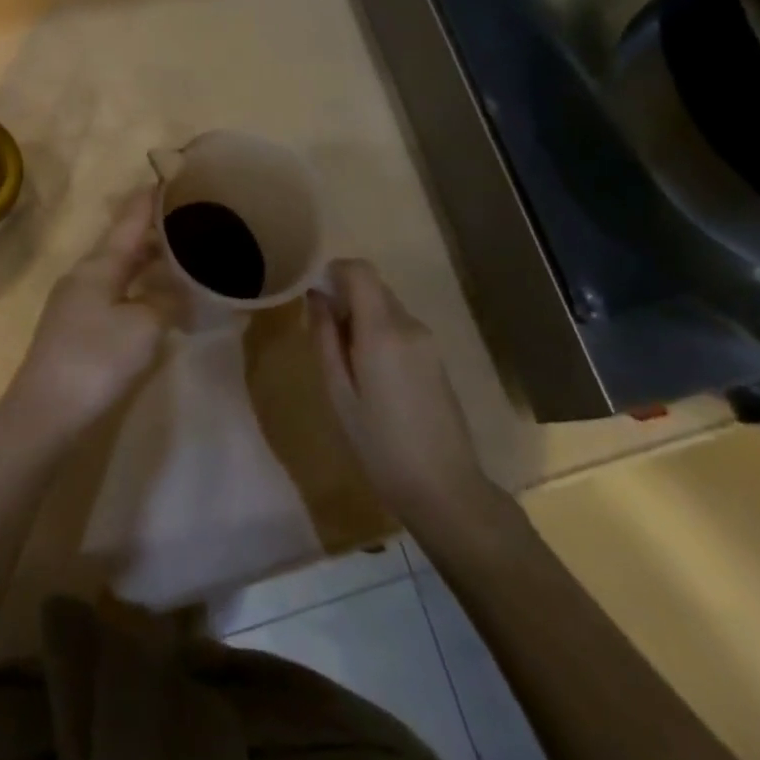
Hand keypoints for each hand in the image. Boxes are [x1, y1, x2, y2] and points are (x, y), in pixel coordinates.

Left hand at [4, 187, 165, 442]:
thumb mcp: (143, 327)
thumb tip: (181, 292)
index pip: (130, 218)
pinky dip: (139, 285)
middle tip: (192, 218)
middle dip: (156, 229)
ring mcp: (78, 301)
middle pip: (125, 242)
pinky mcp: (78, 327)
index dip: (152, 197)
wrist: (44, 413)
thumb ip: (167, 302)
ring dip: (148, 259)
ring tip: (182, 254)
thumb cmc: (95, 360)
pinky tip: (156, 297)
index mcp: (99, 264)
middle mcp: (86, 274)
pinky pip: (116, 291)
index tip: (174, 175)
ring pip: (120, 268)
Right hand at [312, 258, 499, 529]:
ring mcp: (428, 341)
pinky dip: (380, 334)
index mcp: (383, 330)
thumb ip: (325, 338)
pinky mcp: (436, 358)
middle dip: (345, 298)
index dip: (334, 271)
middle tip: (324, 336)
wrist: (444, 489)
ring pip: (387, 307)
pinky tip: (372, 377)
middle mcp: (409, 325)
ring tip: (346, 364)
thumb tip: (316, 297)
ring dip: (362, 318)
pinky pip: (400, 328)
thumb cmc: (380, 444)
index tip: (315, 295)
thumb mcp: (339, 393)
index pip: (360, 271)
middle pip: (373, 287)